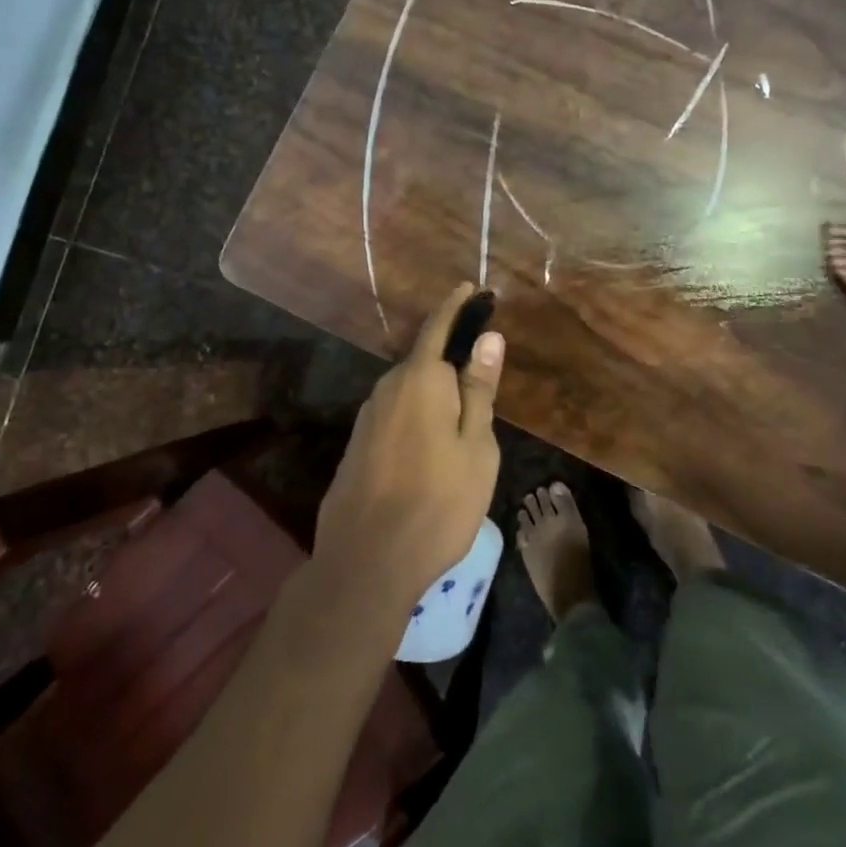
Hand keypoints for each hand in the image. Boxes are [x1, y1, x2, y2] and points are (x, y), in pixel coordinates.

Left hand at [314, 283, 504, 614]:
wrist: (366, 560)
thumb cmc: (438, 502)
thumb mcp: (476, 446)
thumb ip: (479, 388)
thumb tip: (488, 337)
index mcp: (420, 380)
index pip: (439, 327)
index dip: (456, 305)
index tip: (470, 286)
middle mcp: (387, 388)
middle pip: (423, 362)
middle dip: (450, 362)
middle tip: (481, 379)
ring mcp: (367, 417)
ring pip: (409, 392)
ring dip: (433, 395)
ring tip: (460, 422)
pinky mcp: (357, 445)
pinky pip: (394, 415)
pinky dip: (416, 417)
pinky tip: (429, 449)